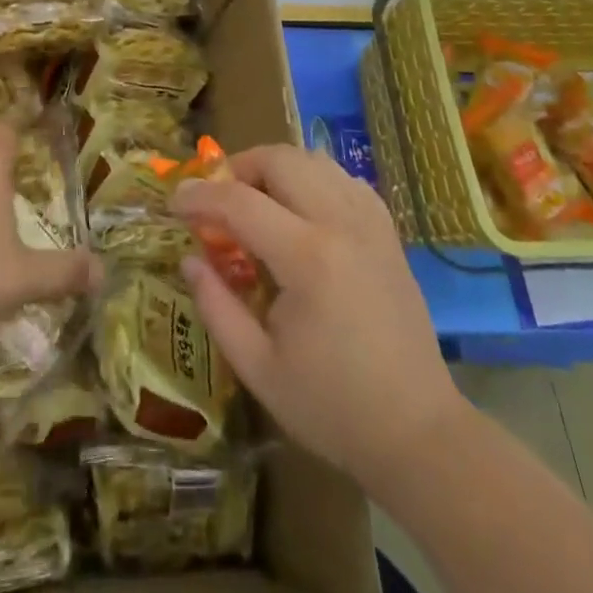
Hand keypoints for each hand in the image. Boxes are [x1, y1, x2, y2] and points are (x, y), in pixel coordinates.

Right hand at [172, 144, 463, 492]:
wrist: (419, 434)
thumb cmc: (332, 408)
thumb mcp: (258, 369)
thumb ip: (216, 307)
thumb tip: (189, 259)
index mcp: (308, 259)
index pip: (240, 202)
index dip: (199, 196)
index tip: (173, 203)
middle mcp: (341, 224)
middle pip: (280, 159)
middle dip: (238, 167)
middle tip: (216, 200)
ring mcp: (370, 223)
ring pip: (313, 159)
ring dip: (274, 167)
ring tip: (254, 200)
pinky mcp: (387, 232)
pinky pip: (343, 178)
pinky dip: (312, 177)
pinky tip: (299, 208)